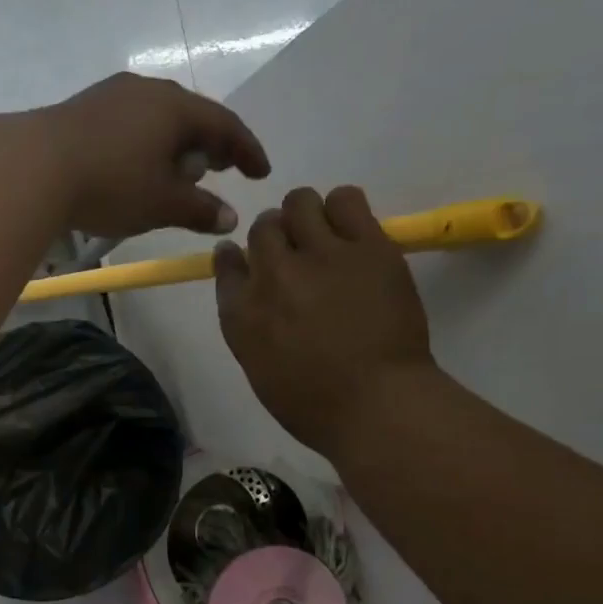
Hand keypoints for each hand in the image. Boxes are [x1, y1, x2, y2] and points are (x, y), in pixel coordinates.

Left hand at [34, 73, 269, 238]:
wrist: (33, 167)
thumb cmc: (110, 184)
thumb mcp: (161, 203)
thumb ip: (200, 209)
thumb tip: (230, 217)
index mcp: (176, 107)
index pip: (225, 124)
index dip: (247, 150)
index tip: (260, 172)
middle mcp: (147, 90)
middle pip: (191, 115)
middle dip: (210, 144)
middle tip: (221, 169)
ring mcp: (112, 94)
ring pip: (157, 118)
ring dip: (176, 144)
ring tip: (177, 172)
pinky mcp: (83, 108)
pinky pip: (130, 123)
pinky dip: (146, 143)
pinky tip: (136, 166)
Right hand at [214, 186, 435, 456]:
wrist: (377, 404)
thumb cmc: (314, 404)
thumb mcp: (259, 368)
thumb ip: (248, 325)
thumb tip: (251, 292)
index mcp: (241, 312)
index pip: (226, 262)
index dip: (237, 257)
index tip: (249, 261)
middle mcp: (272, 275)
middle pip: (263, 228)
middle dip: (276, 237)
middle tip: (299, 256)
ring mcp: (319, 255)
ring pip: (300, 202)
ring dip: (307, 216)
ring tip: (325, 237)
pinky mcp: (365, 246)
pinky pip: (346, 199)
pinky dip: (343, 208)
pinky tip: (352, 232)